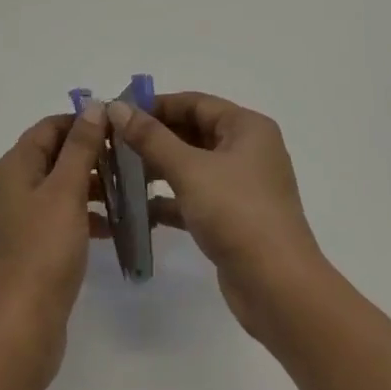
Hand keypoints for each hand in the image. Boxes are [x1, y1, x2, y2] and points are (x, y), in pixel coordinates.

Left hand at [0, 105, 106, 385]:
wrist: (20, 329)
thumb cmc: (43, 252)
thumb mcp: (66, 192)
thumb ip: (80, 147)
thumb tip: (92, 106)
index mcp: (12, 168)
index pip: (49, 127)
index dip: (82, 122)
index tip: (120, 127)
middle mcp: (9, 187)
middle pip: (53, 155)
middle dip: (91, 154)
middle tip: (130, 159)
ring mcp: (17, 220)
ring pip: (59, 187)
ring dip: (91, 185)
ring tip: (128, 191)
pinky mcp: (29, 248)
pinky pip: (59, 217)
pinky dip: (84, 215)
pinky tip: (113, 227)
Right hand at [106, 92, 327, 337]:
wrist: (277, 286)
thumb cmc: (237, 213)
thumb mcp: (189, 170)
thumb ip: (151, 138)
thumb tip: (116, 107)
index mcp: (247, 127)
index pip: (195, 103)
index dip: (157, 105)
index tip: (118, 113)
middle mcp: (248, 150)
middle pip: (194, 132)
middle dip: (155, 137)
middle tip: (113, 143)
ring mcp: (242, 186)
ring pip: (193, 165)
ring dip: (159, 168)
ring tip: (119, 172)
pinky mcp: (234, 217)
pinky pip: (196, 196)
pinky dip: (171, 199)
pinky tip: (139, 208)